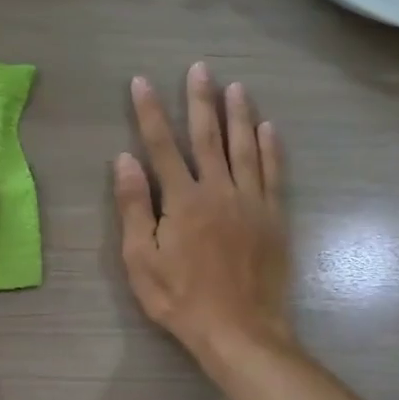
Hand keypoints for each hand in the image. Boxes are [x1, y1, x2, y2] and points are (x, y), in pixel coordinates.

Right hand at [114, 62, 292, 366]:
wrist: (240, 330)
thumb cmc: (181, 299)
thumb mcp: (141, 260)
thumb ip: (134, 207)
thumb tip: (125, 160)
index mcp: (182, 200)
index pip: (162, 146)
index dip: (150, 112)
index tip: (142, 82)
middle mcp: (219, 190)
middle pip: (208, 137)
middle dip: (201, 101)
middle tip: (200, 69)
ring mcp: (251, 202)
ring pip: (245, 147)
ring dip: (239, 114)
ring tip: (235, 86)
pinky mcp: (274, 217)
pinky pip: (273, 173)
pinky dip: (270, 148)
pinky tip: (269, 128)